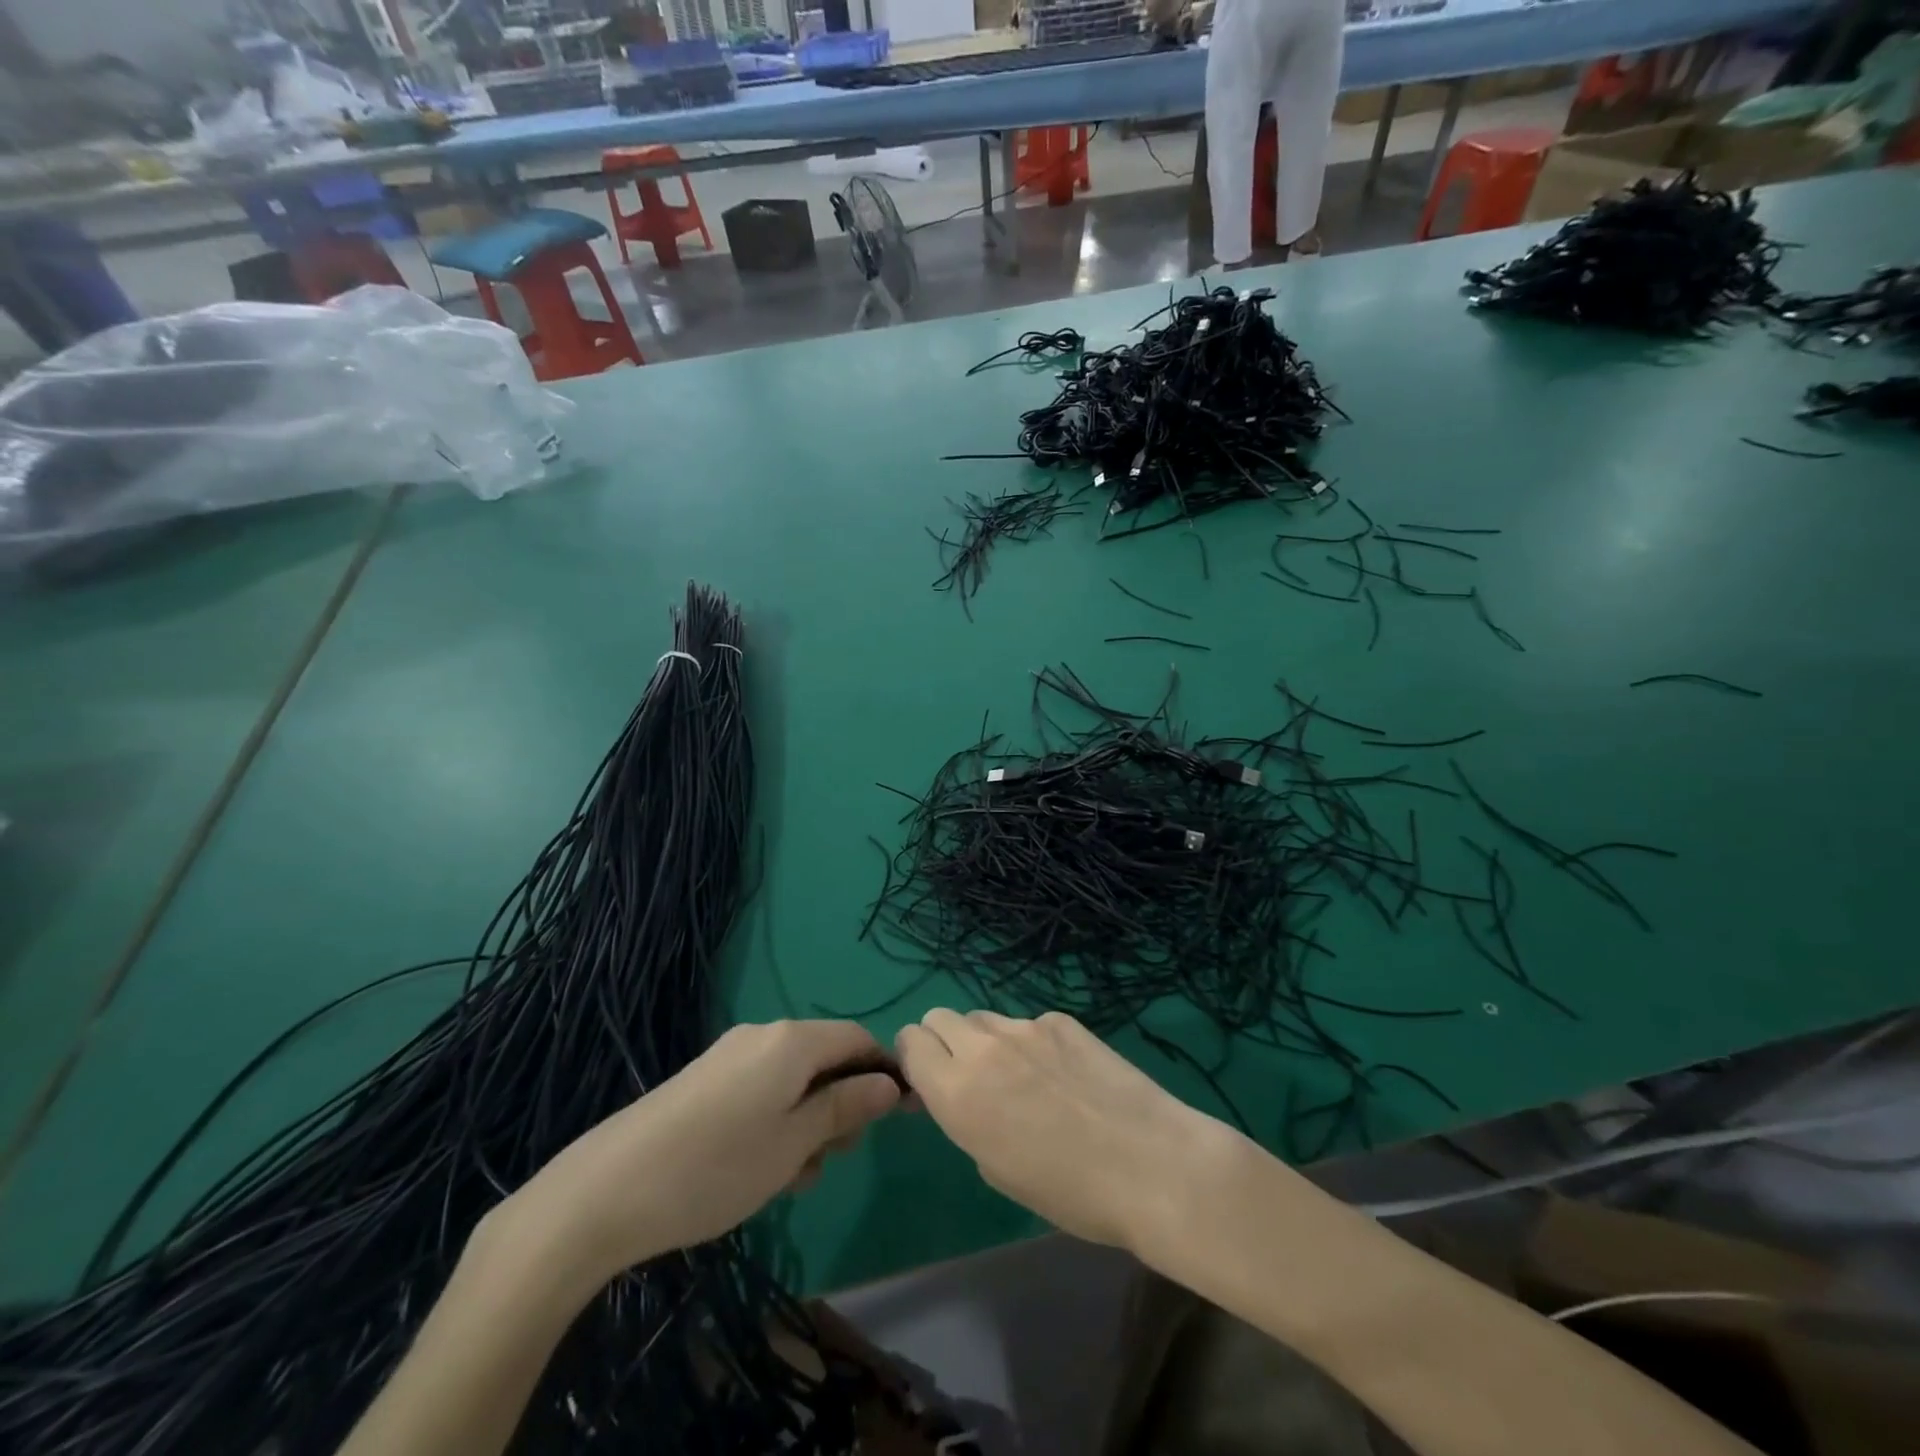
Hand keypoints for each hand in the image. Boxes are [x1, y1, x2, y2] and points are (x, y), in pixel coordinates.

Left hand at [499, 1021, 902, 1287]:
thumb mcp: (795, 1143)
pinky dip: (776, 1118)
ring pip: (793, 1078)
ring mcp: (730, 1054)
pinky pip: (761, 1087)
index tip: (898, 1116)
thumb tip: (890, 1083)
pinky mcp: (704, 1078)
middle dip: (842, 1103)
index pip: (858, 1038)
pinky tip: (759, 1166)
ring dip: (808, 1119)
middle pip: (825, 1057)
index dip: (883, 1072)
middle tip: (833, 1157)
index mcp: (793, 1040)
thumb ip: (846, 1107)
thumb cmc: (718, 1167)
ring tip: (792, 1175)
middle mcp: (764, 1034)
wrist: (607, 1190)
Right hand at [895, 1009, 1237, 1252]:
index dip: (915, 1059)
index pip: (910, 1041)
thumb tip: (959, 1093)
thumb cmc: (1070, 1193)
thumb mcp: (996, 1169)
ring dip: (986, 1041)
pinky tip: (1064, 1074)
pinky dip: (1031, 1043)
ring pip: (983, 1017)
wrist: (1151, 1165)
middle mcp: (983, 1047)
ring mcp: (1025, 1026)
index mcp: (957, 1091)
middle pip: (940, 1017)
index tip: (931, 1082)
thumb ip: (965, 1118)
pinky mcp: (1061, 1019)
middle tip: (970, 1076)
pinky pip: (1028, 1023)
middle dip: (943, 1041)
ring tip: (1022, 1077)